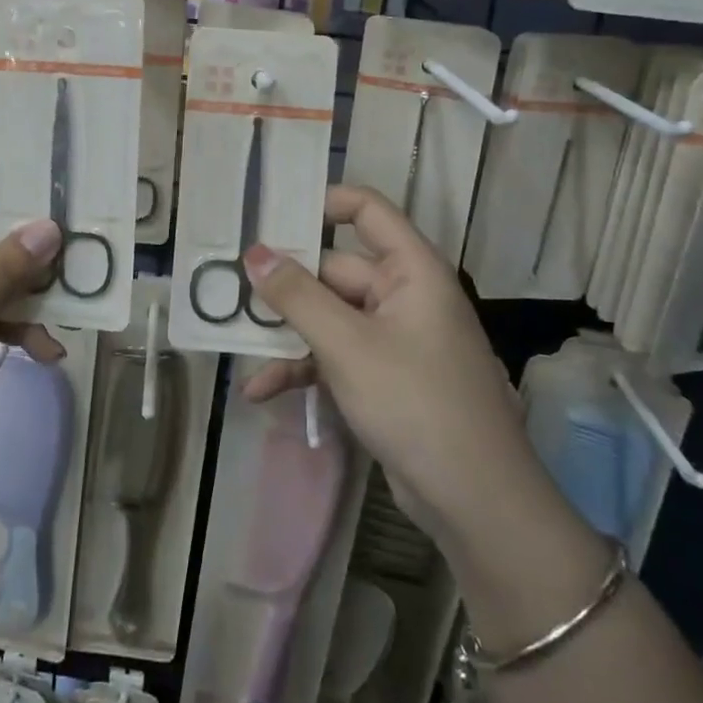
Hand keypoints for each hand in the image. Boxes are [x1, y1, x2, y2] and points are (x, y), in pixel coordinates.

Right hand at [240, 185, 551, 549]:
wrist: (474, 500)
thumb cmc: (415, 402)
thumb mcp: (347, 345)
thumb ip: (297, 296)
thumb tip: (254, 252)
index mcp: (410, 270)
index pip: (366, 210)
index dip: (321, 202)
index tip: (269, 214)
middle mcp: (403, 294)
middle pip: (334, 270)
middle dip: (285, 285)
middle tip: (228, 287)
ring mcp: (393, 338)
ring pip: (328, 317)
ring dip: (286, 333)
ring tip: (235, 341)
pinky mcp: (383, 377)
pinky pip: (335, 356)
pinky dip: (302, 368)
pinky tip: (261, 389)